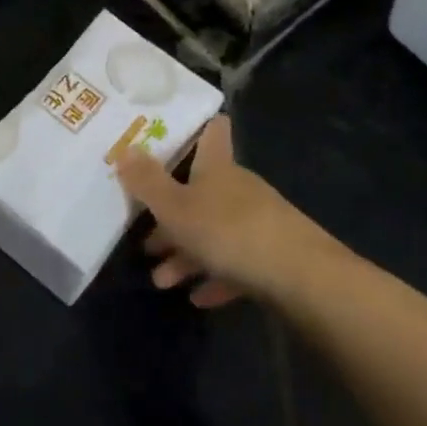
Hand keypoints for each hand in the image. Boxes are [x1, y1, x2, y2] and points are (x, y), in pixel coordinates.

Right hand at [118, 116, 332, 307]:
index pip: (211, 134)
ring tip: (162, 280)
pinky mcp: (274, 256)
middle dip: (172, 214)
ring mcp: (260, 223)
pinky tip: (199, 297)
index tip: (177, 131)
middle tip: (145, 238)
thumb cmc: (228, 232)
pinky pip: (236, 263)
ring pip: (215, 232)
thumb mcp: (175, 208)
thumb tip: (125, 148)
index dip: (197, 128)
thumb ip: (147, 182)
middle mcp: (239, 189)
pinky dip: (216, 277)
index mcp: (217, 169)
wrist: (301, 277)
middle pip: (202, 192)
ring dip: (187, 254)